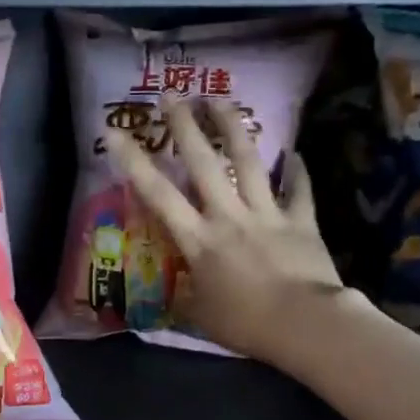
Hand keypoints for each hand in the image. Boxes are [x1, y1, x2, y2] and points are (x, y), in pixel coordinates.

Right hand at [103, 97, 349, 365]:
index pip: (158, 195)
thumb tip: (175, 297)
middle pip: (203, 163)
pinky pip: (299, 191)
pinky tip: (296, 153)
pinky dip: (297, 172)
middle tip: (172, 95)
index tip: (115, 132)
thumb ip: (186, 300)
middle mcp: (228, 216)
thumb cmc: (245, 324)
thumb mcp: (201, 318)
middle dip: (184, 126)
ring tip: (221, 99)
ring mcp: (267, 214)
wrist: (305, 324)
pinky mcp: (301, 221)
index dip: (134, 162)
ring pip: (248, 162)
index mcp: (198, 240)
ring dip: (233, 128)